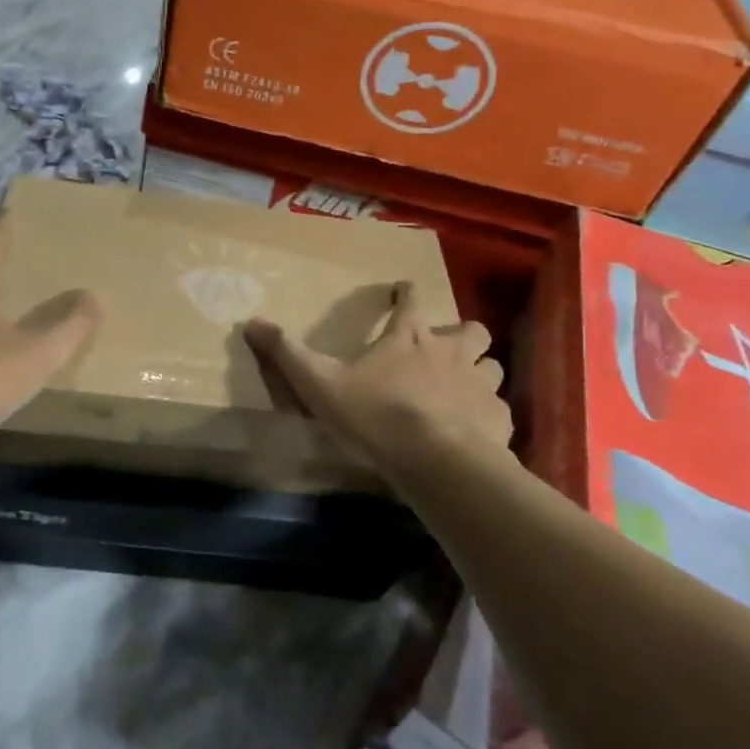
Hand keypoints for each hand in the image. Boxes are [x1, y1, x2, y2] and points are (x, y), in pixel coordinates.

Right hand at [245, 282, 513, 479]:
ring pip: (492, 366)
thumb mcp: (320, 383)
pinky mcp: (498, 419)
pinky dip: (488, 413)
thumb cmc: (376, 414)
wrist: (436, 460)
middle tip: (446, 347)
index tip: (403, 288)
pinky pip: (499, 409)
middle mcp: (450, 352)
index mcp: (408, 338)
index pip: (410, 300)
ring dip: (481, 370)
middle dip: (462, 332)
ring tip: (465, 386)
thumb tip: (251, 322)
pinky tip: (477, 429)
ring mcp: (480, 384)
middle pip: (470, 329)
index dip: (406, 292)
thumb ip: (287, 354)